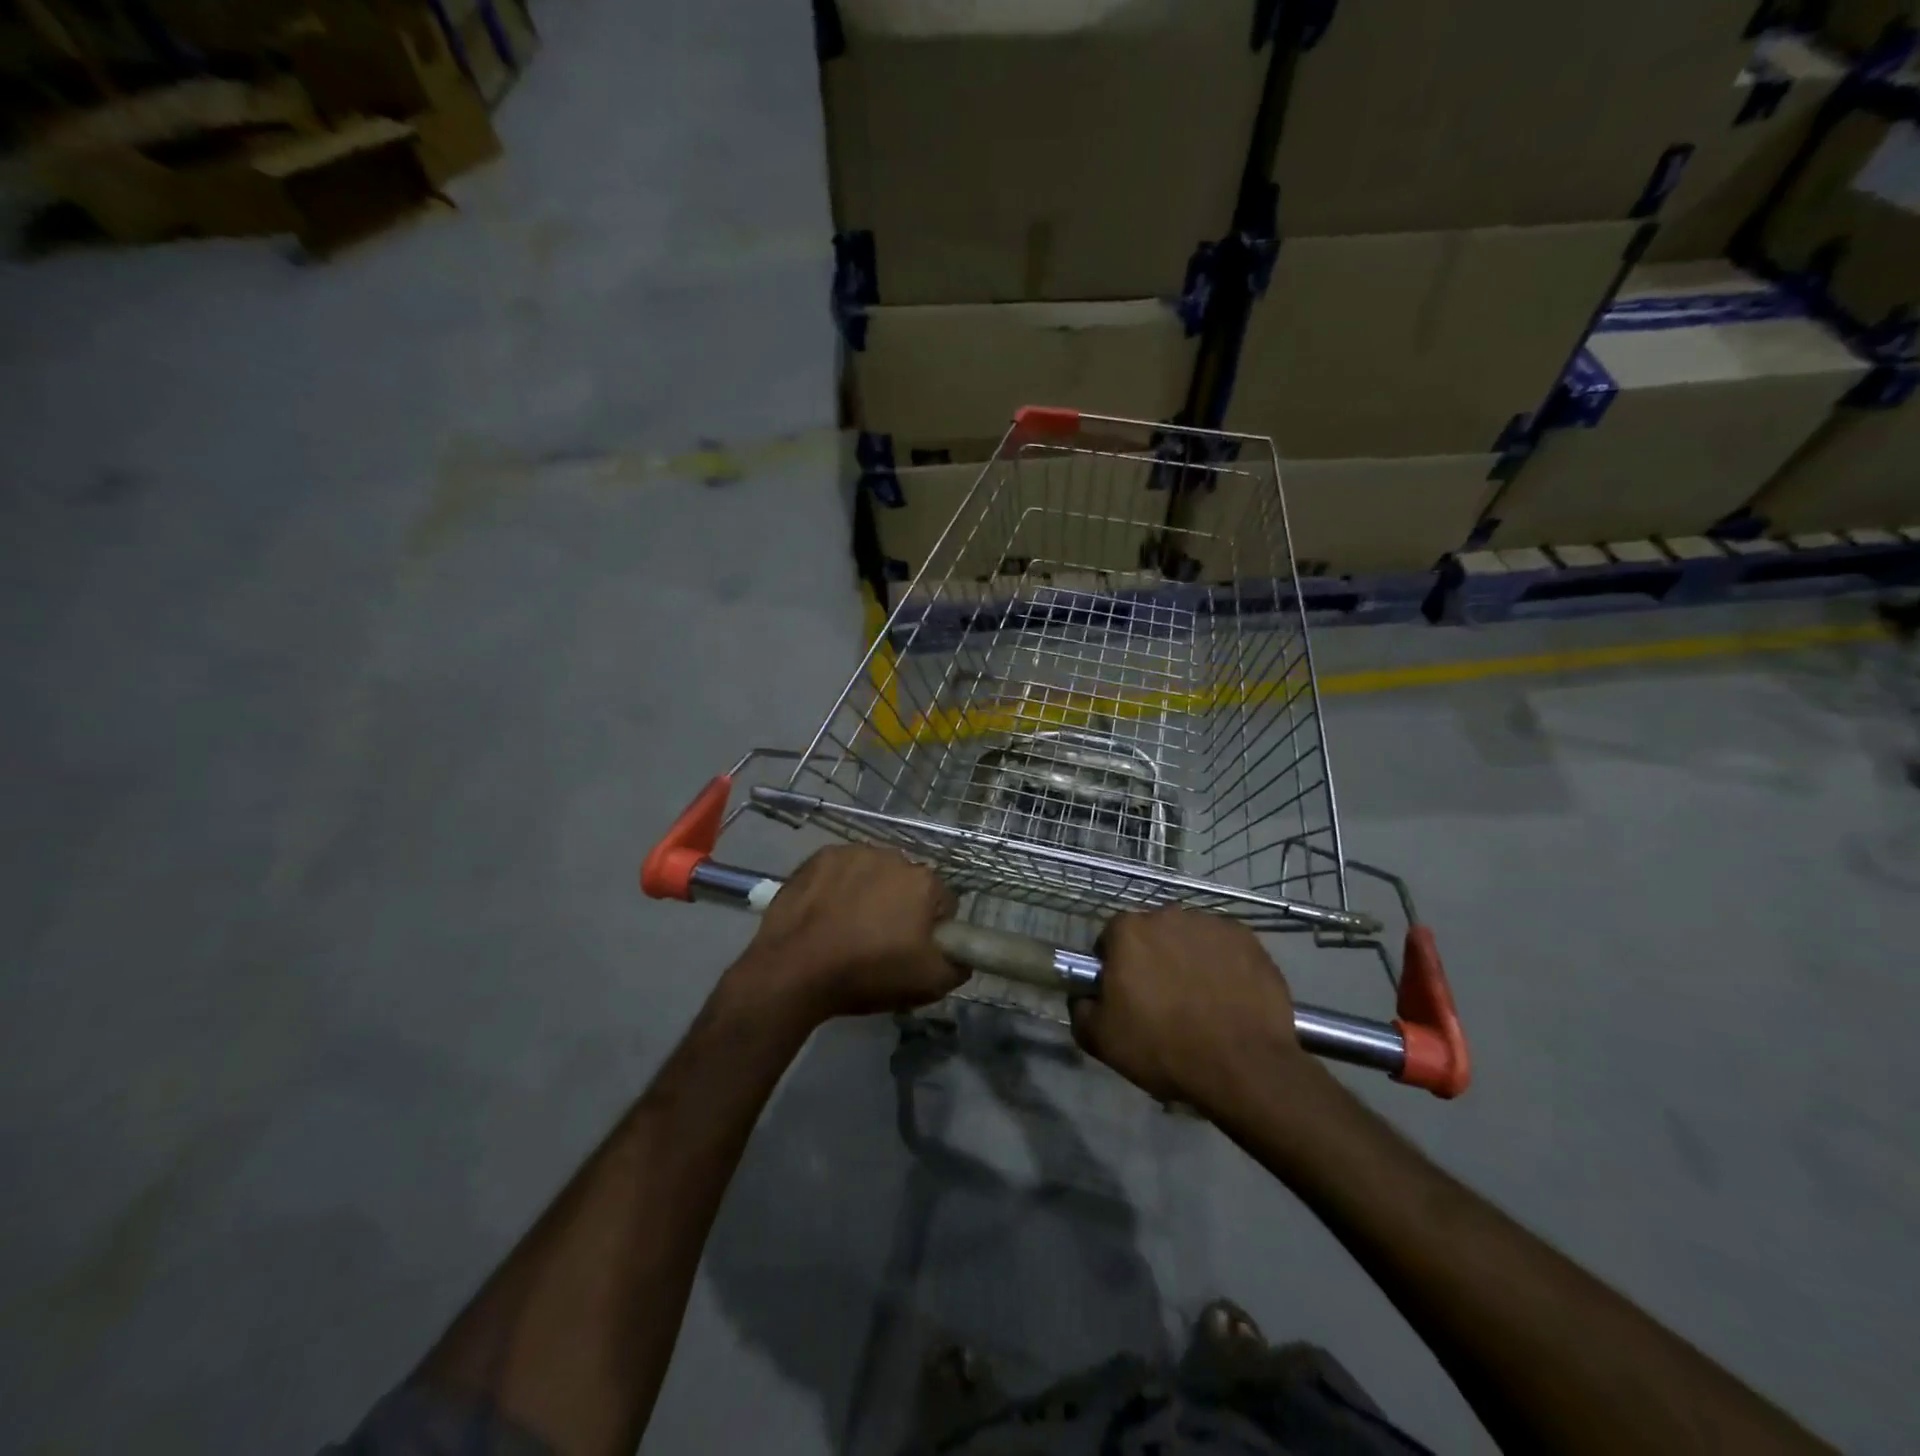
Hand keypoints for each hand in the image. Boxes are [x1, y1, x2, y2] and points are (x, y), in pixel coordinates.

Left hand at [733, 846, 964, 1024]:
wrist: (794, 970)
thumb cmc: (867, 974)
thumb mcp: (928, 984)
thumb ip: (959, 964)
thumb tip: (962, 953)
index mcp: (924, 882)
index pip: (942, 903)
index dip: (932, 930)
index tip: (913, 950)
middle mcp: (893, 856)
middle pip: (907, 884)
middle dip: (900, 906)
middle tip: (879, 942)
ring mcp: (852, 853)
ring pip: (873, 873)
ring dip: (868, 893)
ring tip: (847, 928)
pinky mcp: (818, 857)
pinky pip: (840, 871)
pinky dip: (837, 887)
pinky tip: (825, 914)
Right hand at [1071, 908, 1316, 1110]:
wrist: (1243, 1067)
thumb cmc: (1164, 1048)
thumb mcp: (1102, 1040)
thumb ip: (1080, 1010)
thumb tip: (1083, 997)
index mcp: (1128, 931)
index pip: (1110, 939)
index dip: (1114, 967)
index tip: (1124, 995)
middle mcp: (1168, 915)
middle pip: (1151, 934)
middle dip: (1152, 959)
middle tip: (1163, 1000)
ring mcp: (1211, 924)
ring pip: (1189, 939)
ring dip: (1188, 960)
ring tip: (1200, 1001)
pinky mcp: (1247, 939)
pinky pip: (1224, 947)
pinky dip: (1222, 965)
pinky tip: (1228, 997)